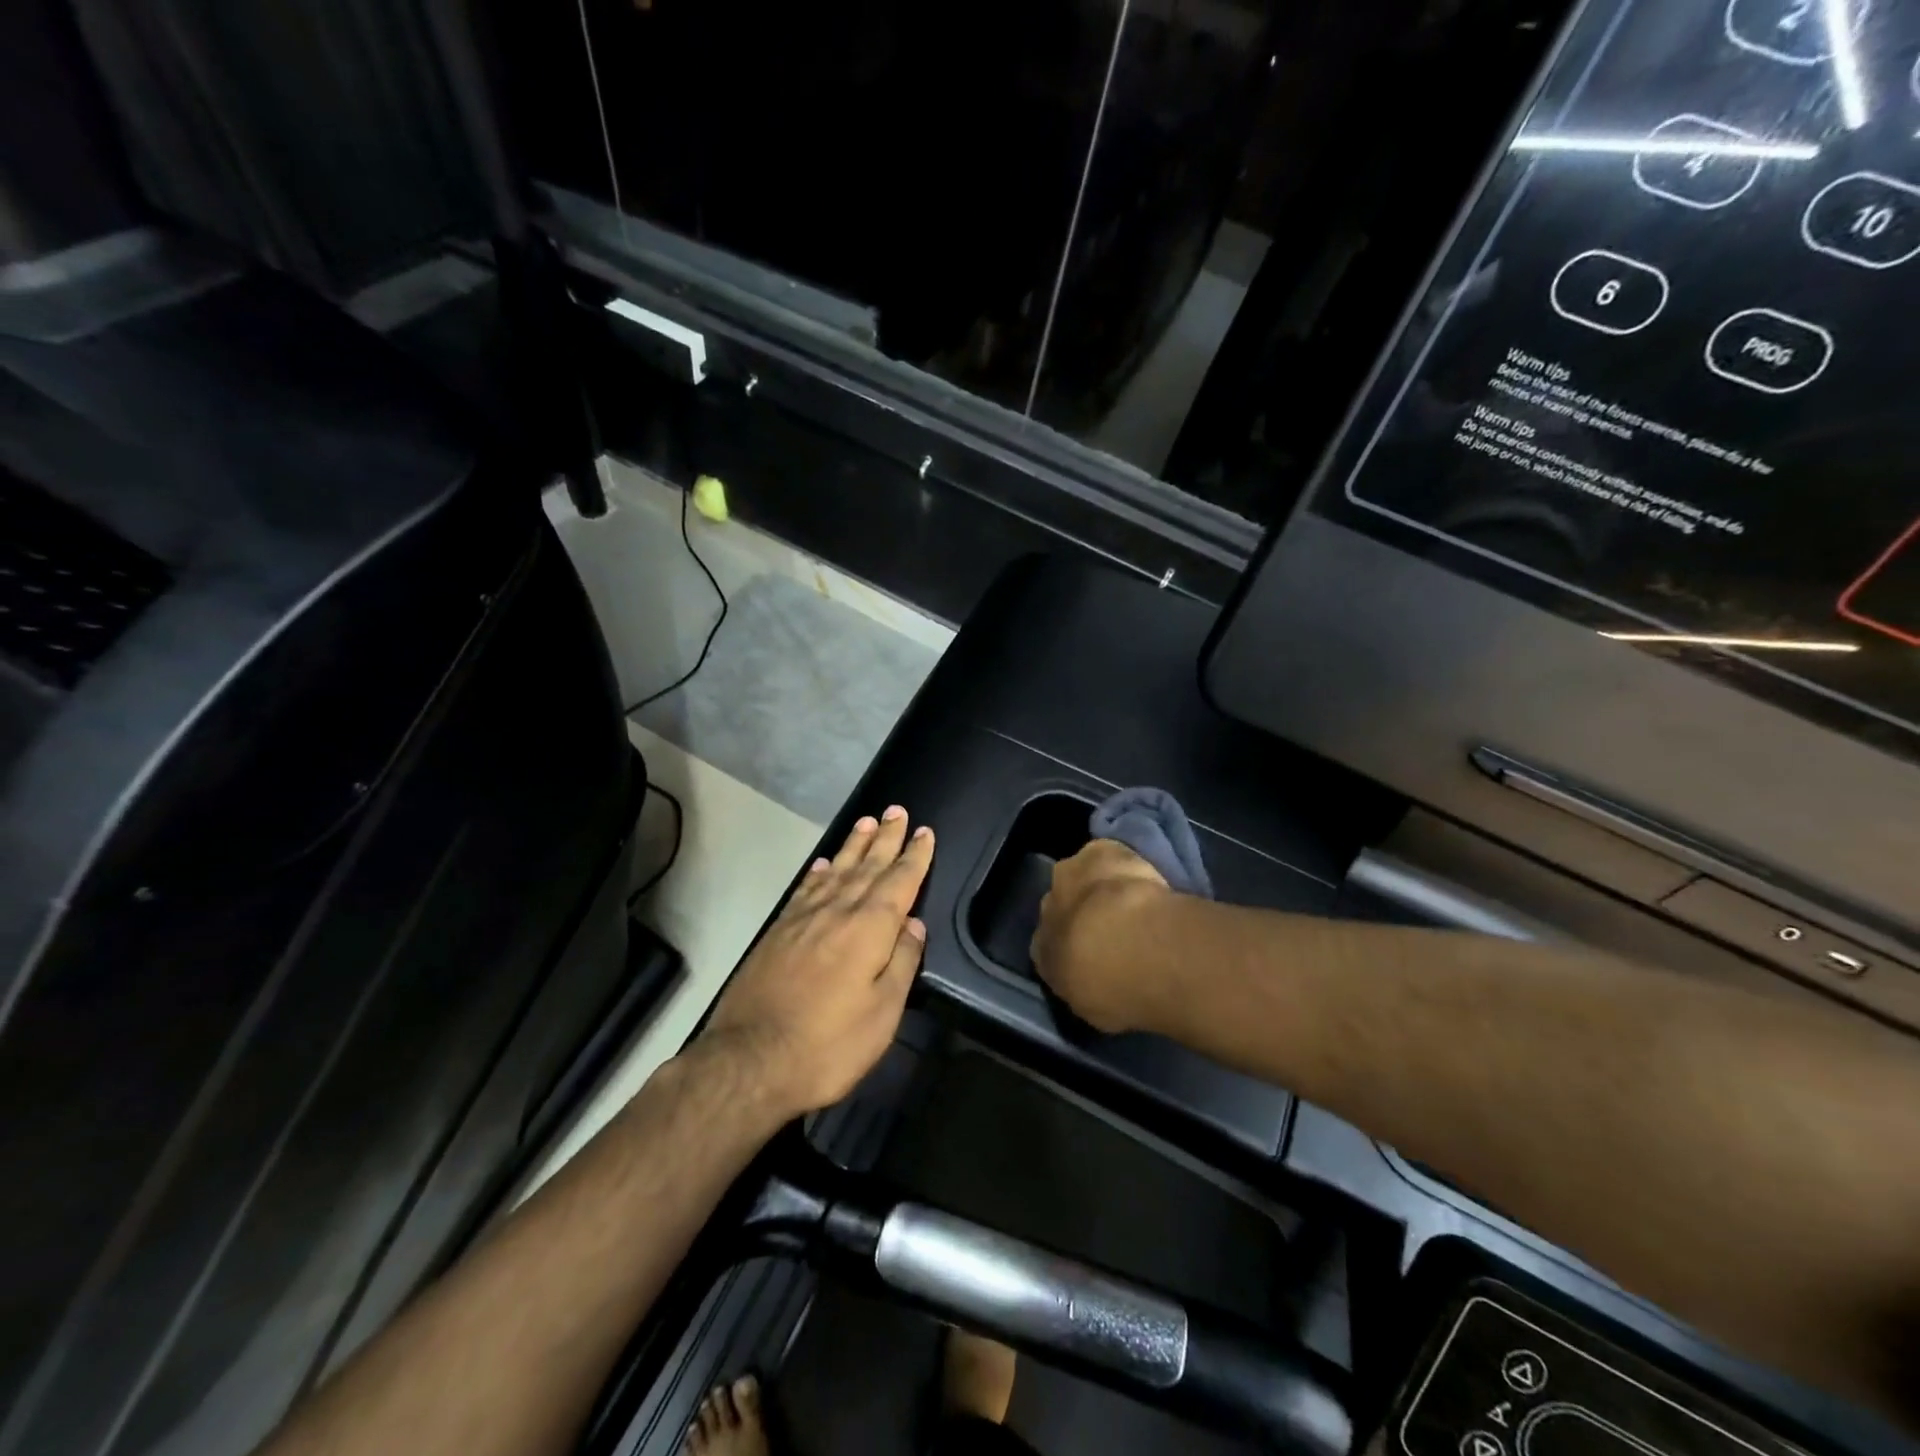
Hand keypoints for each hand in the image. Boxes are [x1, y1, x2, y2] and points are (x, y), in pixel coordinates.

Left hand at [699, 806, 934, 1117]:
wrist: (750, 1061)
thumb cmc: (828, 1044)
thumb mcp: (882, 1014)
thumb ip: (902, 963)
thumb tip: (914, 924)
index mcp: (870, 930)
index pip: (899, 882)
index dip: (914, 857)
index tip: (924, 832)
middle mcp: (838, 912)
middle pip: (868, 867)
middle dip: (886, 839)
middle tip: (896, 810)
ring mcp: (804, 919)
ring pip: (837, 871)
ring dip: (855, 846)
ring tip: (866, 822)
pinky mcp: (778, 932)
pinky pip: (806, 889)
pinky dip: (820, 872)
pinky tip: (825, 863)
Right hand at [1031, 839, 1170, 1032]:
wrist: (1133, 943)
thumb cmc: (1114, 989)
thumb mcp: (1097, 1006)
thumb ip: (1089, 987)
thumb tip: (1095, 978)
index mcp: (1041, 952)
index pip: (1047, 948)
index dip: (1071, 949)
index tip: (1097, 955)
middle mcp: (1046, 910)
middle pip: (1061, 905)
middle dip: (1081, 911)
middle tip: (1116, 925)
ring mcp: (1069, 876)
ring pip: (1081, 876)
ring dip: (1099, 884)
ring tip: (1132, 898)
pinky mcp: (1100, 851)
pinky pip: (1108, 854)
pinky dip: (1122, 861)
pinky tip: (1145, 873)